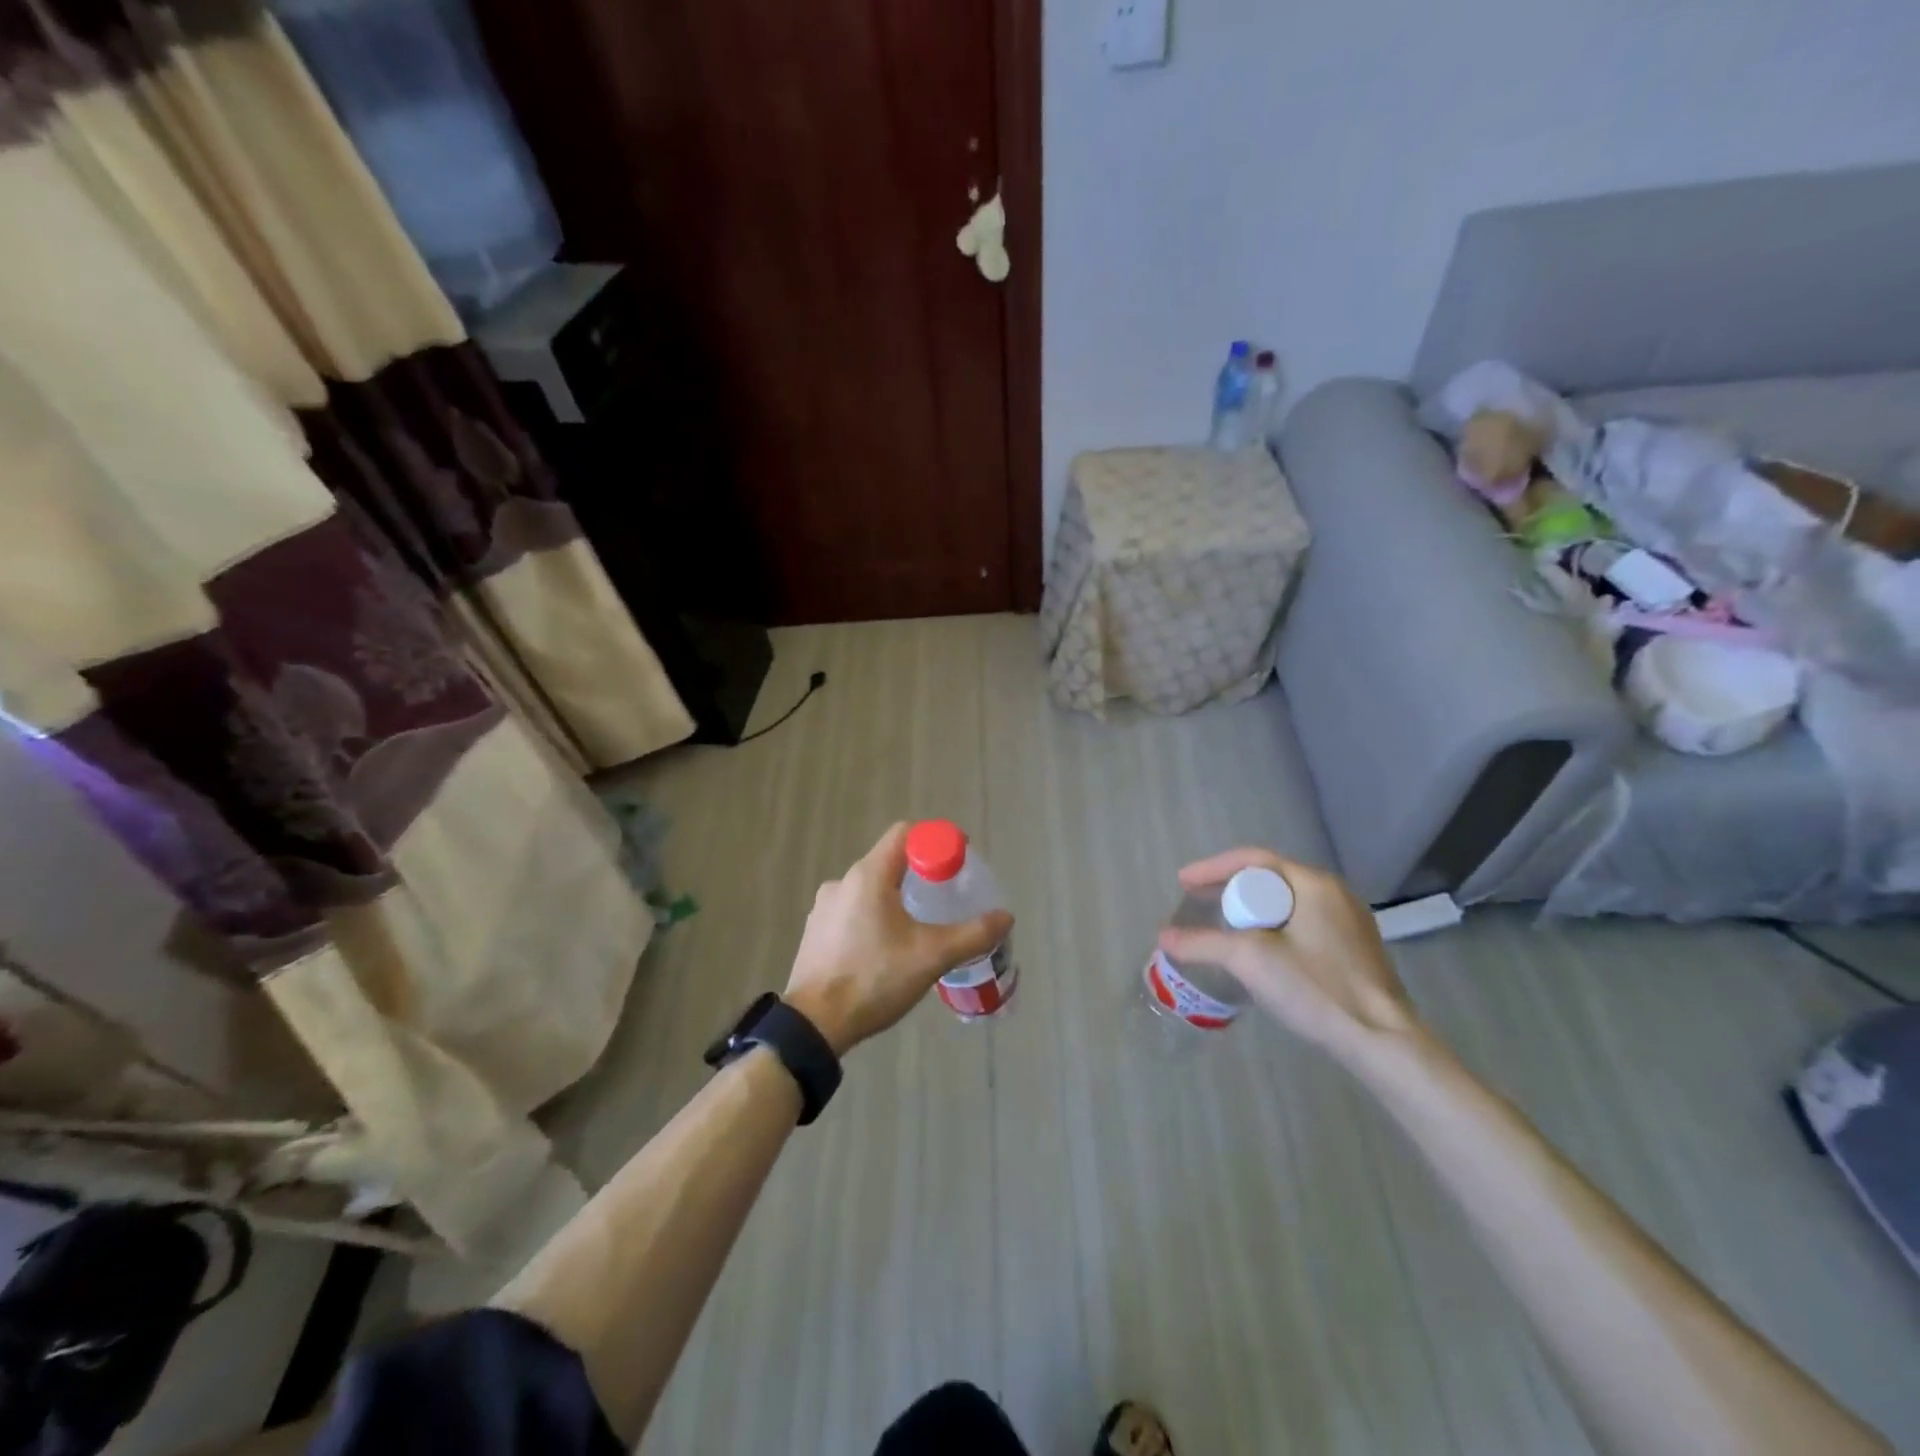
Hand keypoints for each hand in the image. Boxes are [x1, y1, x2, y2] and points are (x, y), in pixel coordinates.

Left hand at [784, 823, 1012, 1055]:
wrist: (814, 1025)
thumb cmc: (874, 979)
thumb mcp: (931, 956)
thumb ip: (972, 934)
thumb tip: (1006, 917)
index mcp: (868, 876)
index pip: (904, 834)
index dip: (935, 840)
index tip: (957, 861)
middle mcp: (842, 882)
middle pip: (889, 861)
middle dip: (920, 873)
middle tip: (945, 897)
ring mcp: (824, 907)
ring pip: (870, 889)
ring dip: (896, 897)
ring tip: (918, 927)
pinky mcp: (816, 931)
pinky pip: (853, 910)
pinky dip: (874, 917)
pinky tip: (886, 948)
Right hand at [1157, 848, 1418, 1062]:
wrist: (1383, 1040)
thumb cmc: (1316, 988)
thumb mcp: (1250, 960)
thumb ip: (1203, 943)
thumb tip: (1163, 937)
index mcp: (1313, 883)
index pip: (1252, 860)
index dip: (1212, 868)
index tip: (1183, 882)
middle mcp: (1334, 892)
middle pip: (1270, 878)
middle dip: (1230, 887)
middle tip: (1199, 901)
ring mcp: (1348, 920)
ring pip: (1286, 901)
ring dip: (1251, 908)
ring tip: (1223, 924)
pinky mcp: (1354, 947)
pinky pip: (1302, 921)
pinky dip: (1273, 925)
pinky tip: (1260, 948)